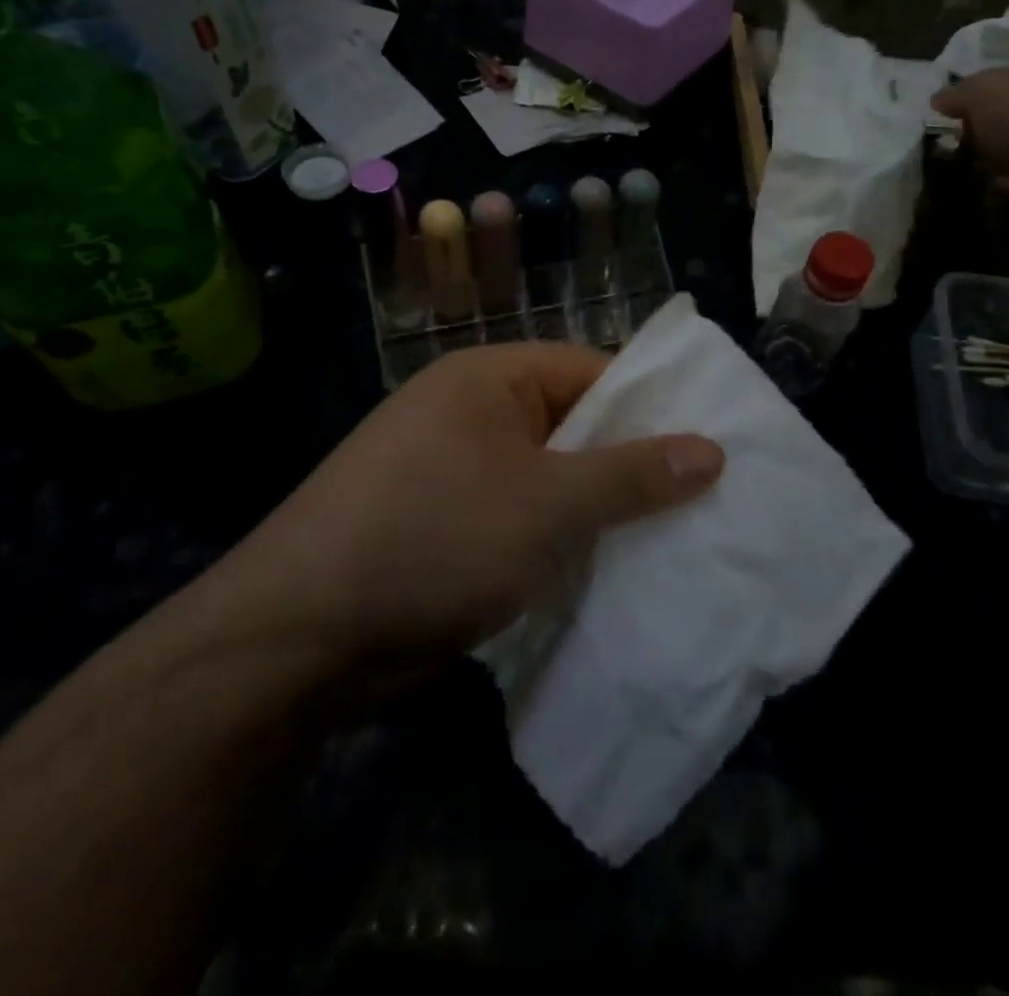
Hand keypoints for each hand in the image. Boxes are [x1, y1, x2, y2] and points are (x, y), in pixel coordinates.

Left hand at [190, 343, 724, 688]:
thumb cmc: (434, 539)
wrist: (297, 636)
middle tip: (702, 502)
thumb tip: (711, 449)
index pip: (591, 371)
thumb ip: (631, 475)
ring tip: (668, 542)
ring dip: (597, 509)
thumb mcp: (548, 504)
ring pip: (550, 477)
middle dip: (629, 465)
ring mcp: (454, 469)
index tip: (708, 448)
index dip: (650, 406)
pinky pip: (521, 516)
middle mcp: (471, 412)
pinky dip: (559, 539)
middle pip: (573, 425)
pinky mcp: (445, 523)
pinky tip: (605, 571)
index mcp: (490, 379)